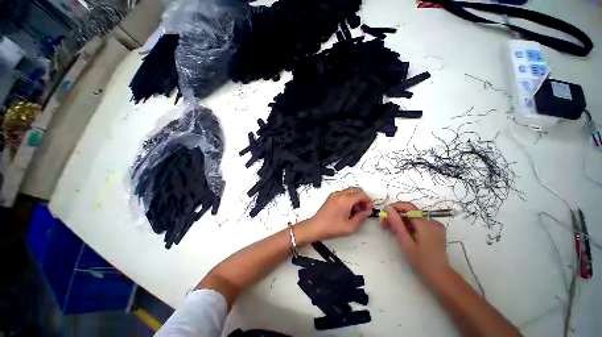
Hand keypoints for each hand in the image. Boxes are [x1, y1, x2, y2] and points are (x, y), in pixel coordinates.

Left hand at [299, 188, 372, 242]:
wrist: (316, 226)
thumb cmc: (332, 227)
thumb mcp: (350, 226)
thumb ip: (361, 217)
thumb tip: (368, 211)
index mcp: (345, 200)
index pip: (361, 194)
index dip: (368, 201)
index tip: (368, 209)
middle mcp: (340, 194)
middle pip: (356, 190)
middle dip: (362, 198)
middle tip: (363, 210)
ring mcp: (334, 194)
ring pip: (350, 191)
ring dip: (356, 198)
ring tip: (355, 210)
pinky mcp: (331, 196)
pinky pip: (344, 193)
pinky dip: (349, 197)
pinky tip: (348, 208)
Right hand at [382, 202, 449, 282]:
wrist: (439, 276)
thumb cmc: (420, 260)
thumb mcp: (405, 242)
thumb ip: (396, 223)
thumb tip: (388, 208)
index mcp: (425, 223)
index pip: (408, 206)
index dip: (395, 207)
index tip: (384, 213)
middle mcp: (431, 222)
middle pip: (409, 213)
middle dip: (395, 216)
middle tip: (383, 224)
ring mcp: (434, 227)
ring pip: (413, 218)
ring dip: (400, 222)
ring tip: (389, 230)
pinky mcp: (434, 231)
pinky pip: (418, 224)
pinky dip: (408, 226)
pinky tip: (401, 234)